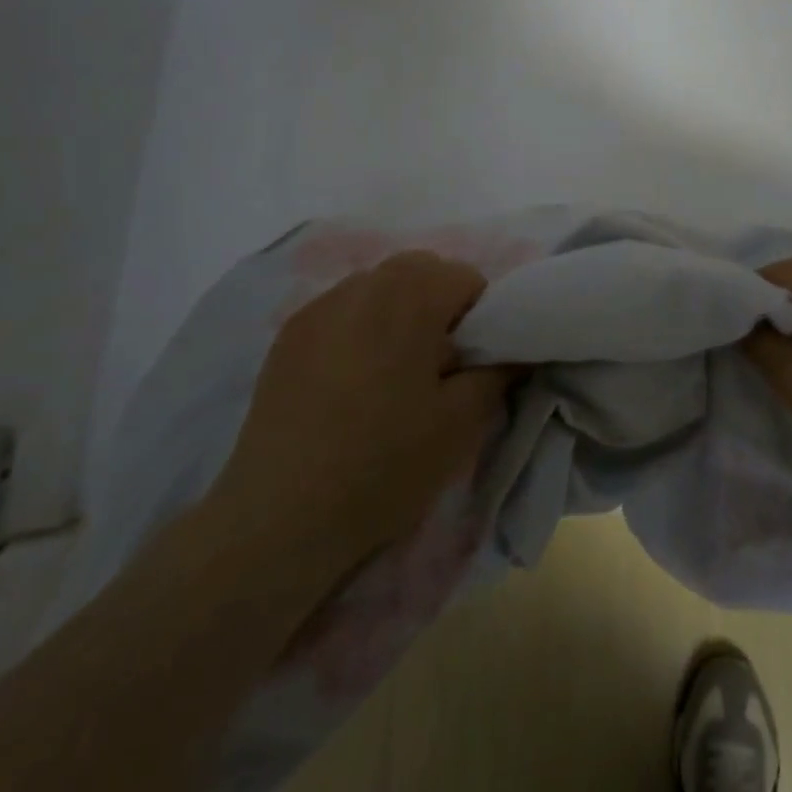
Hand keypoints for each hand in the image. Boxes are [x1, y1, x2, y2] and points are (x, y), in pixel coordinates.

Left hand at [204, 251, 515, 564]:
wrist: (278, 520)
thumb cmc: (383, 464)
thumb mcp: (462, 422)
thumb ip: (499, 370)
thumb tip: (512, 348)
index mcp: (409, 296)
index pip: (467, 277)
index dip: (482, 317)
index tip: (471, 363)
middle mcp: (362, 285)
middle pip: (420, 271)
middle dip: (440, 306)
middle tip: (439, 366)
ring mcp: (318, 308)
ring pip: (379, 287)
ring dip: (399, 313)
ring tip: (392, 373)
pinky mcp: (288, 336)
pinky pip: (342, 311)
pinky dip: (361, 329)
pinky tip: (351, 383)